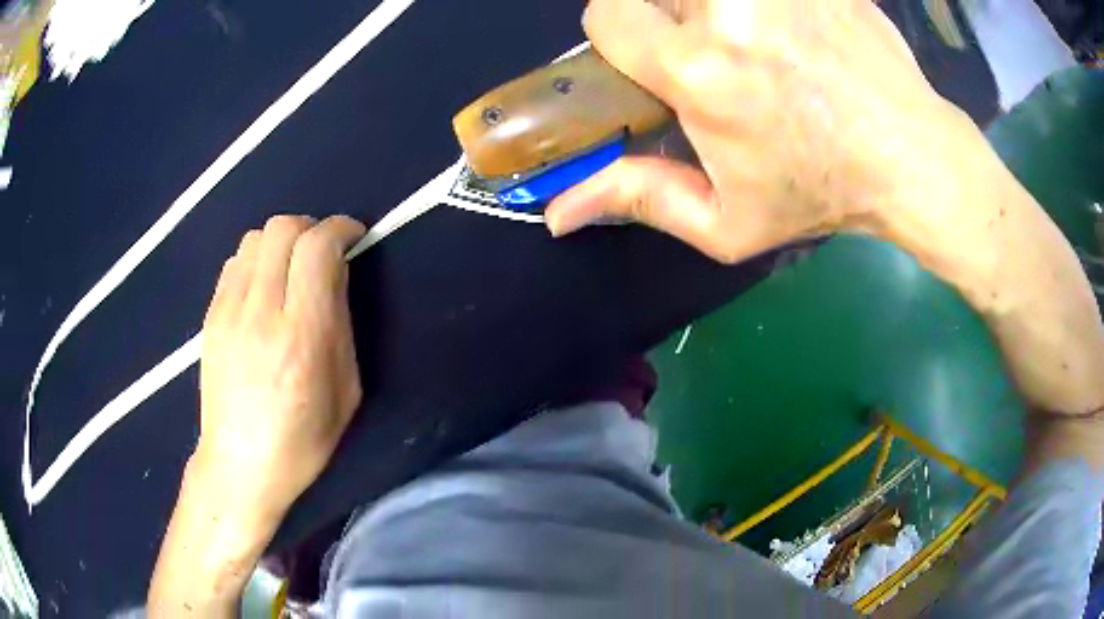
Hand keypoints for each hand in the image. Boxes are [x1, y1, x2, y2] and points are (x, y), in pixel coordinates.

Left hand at [196, 214, 365, 520]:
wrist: (240, 465)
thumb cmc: (303, 439)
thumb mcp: (346, 390)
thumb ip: (341, 323)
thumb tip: (335, 273)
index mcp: (302, 335)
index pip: (317, 247)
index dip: (340, 228)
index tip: (353, 236)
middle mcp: (261, 312)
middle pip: (283, 228)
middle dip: (311, 228)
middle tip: (323, 252)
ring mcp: (228, 311)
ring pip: (255, 238)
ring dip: (281, 242)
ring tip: (291, 269)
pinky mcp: (210, 316)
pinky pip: (234, 262)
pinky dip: (256, 261)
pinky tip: (263, 289)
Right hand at [546, 0, 970, 262]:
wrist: (909, 155)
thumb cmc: (823, 193)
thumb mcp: (728, 222)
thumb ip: (640, 201)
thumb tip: (558, 212)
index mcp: (699, 70)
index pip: (605, 14)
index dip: (618, 34)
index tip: (652, 58)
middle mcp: (730, 10)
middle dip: (668, 15)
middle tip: (714, 51)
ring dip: (710, 6)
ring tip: (758, 40)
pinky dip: (760, 6)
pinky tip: (791, 29)